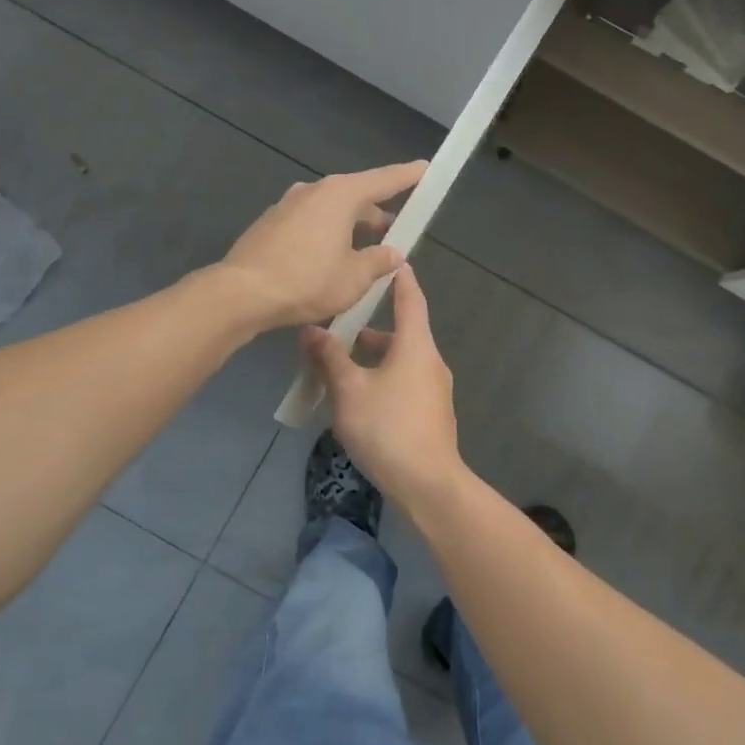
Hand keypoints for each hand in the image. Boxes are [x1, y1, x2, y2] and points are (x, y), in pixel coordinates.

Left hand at [216, 161, 426, 328]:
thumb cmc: (307, 280)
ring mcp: (287, 205)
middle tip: (394, 229)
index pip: (384, 180)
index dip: (407, 176)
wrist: (242, 293)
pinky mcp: (270, 224)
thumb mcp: (354, 278)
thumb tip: (393, 253)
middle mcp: (313, 191)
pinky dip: (326, 234)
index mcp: (340, 195)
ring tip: (363, 251)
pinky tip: (329, 260)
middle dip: (376, 211)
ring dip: (350, 226)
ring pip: (330, 210)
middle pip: (355, 195)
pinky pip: (309, 223)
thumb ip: (378, 262)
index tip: (425, 169)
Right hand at [302, 263, 463, 505]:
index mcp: (415, 346)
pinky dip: (383, 379)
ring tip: (340, 367)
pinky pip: (405, 384)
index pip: (411, 299)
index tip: (392, 261)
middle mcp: (430, 362)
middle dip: (371, 329)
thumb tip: (310, 329)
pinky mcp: (431, 414)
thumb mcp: (348, 390)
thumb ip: (329, 358)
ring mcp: (434, 390)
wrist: (427, 483)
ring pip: (401, 361)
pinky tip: (359, 400)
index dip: (400, 279)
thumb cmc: (387, 427)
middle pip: (403, 333)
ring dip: (374, 359)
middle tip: (340, 326)